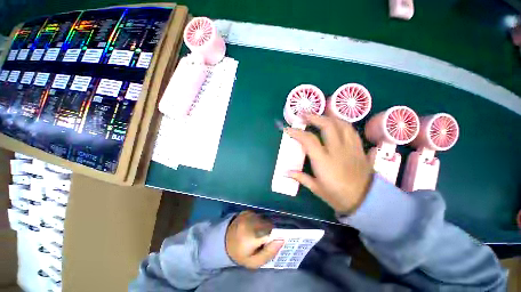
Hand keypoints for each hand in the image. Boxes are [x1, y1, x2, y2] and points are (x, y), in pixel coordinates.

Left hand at [226, 211, 283, 268]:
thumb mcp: (254, 262)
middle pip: (269, 224)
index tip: (273, 242)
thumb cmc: (240, 254)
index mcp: (251, 236)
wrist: (224, 241)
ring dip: (265, 226)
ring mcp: (248, 215)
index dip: (275, 237)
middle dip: (270, 232)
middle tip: (263, 240)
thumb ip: (269, 253)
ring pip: (265, 219)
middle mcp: (250, 222)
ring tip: (257, 234)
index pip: (272, 232)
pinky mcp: (247, 211)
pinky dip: (259, 221)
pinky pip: (259, 215)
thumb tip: (281, 240)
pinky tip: (253, 227)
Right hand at [285, 113, 372, 213]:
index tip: (288, 129)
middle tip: (303, 114)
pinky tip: (336, 123)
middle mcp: (338, 151)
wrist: (365, 202)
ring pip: (342, 125)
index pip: (308, 140)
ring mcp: (351, 148)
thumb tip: (285, 172)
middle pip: (327, 126)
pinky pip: (352, 131)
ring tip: (319, 115)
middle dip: (313, 117)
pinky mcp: (359, 149)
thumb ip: (301, 177)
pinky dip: (342, 124)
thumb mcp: (316, 188)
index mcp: (324, 161)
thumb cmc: (338, 196)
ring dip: (329, 117)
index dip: (296, 132)